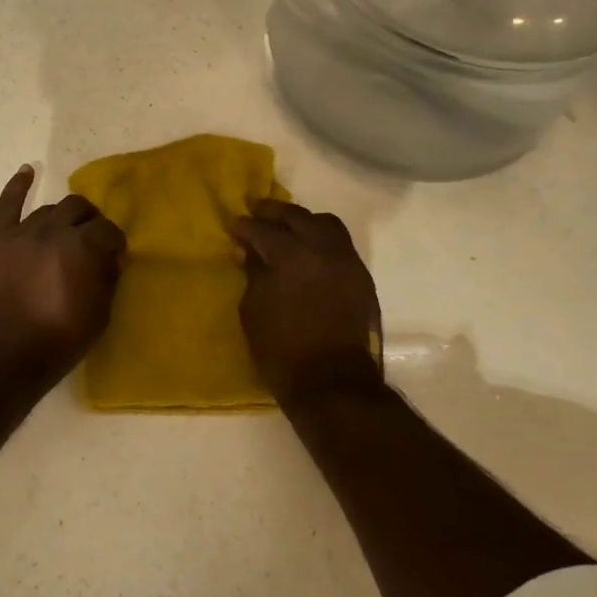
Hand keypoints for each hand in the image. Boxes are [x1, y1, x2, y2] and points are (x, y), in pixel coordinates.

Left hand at [0, 166, 125, 378]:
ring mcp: (20, 232)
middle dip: (91, 222)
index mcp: (83, 247)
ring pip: (48, 209)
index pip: (108, 230)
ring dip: (62, 217)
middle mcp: (53, 230)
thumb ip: (107, 280)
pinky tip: (27, 171)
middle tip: (91, 242)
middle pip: (79, 209)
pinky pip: (7, 205)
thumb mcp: (98, 318)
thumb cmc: (55, 343)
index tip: (114, 259)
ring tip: (65, 233)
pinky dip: (18, 186)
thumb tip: (111, 258)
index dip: (114, 244)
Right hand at [234, 199, 383, 406]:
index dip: (246, 227)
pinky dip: (322, 240)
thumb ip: (252, 273)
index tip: (235, 227)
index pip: (263, 230)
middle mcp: (323, 249)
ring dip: (304, 222)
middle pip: (298, 216)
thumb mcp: (253, 310)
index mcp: (292, 255)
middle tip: (257, 213)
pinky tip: (308, 253)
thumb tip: (248, 250)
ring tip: (288, 230)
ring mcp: (347, 262)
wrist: (333, 383)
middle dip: (274, 213)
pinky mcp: (361, 278)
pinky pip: (340, 245)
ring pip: (326, 224)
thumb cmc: (282, 349)